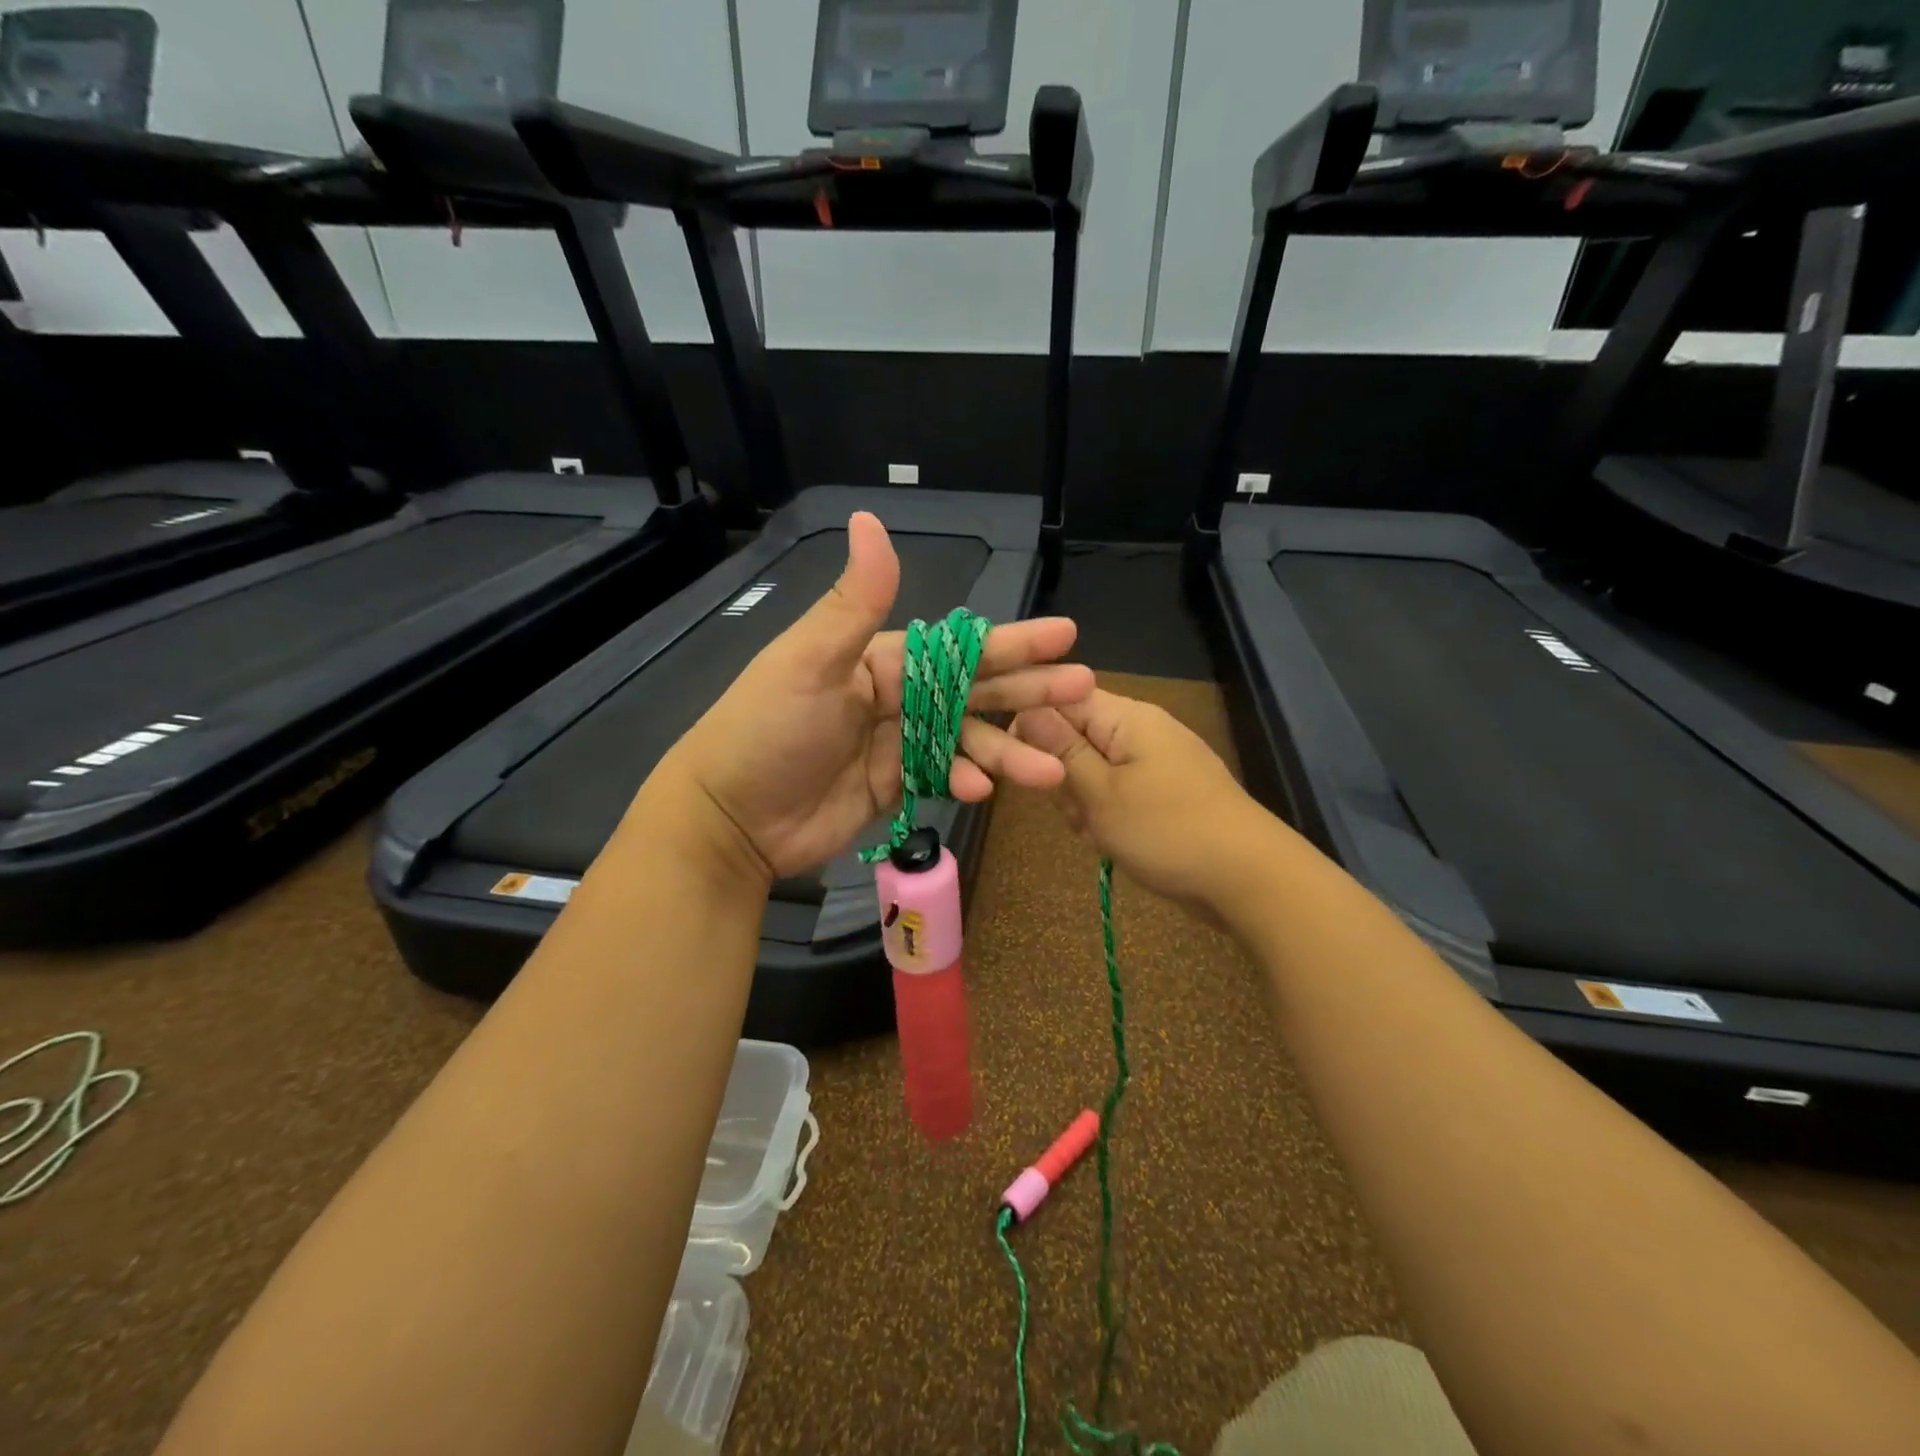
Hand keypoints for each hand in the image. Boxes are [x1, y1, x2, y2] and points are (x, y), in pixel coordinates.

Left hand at [659, 512, 1095, 880]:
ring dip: (1008, 751)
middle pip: (974, 690)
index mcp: (879, 658)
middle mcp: (895, 695)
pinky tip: (985, 790)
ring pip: (967, 740)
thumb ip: (854, 603)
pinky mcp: (895, 784)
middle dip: (1028, 691)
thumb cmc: (767, 730)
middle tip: (1083, 688)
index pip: (957, 647)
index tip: (1064, 636)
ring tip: (1053, 767)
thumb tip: (871, 518)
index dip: (1012, 641)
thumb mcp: (809, 662)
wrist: (731, 817)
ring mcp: (898, 743)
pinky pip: (943, 776)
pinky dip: (964, 781)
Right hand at [1011, 689, 1283, 920]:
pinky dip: (1110, 816)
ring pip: (1094, 770)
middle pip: (1076, 736)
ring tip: (1100, 833)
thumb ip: (1061, 750)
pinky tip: (1116, 843)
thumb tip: (1026, 706)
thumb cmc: (1167, 831)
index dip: (1034, 728)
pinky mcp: (1165, 791)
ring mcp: (1157, 761)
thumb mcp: (1101, 793)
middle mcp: (1142, 730)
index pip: (1061, 698)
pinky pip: (1119, 791)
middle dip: (1064, 776)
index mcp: (1127, 717)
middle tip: (1078, 811)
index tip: (1026, 767)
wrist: (1248, 879)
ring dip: (1085, 803)